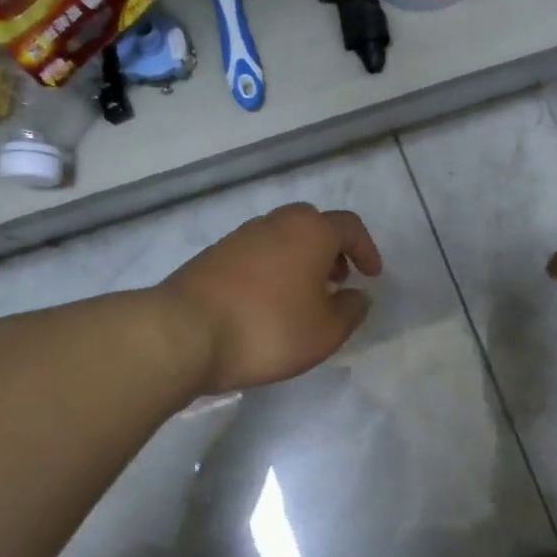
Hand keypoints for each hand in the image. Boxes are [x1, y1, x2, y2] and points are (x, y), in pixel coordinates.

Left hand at [160, 203, 383, 394]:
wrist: (184, 332)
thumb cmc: (268, 329)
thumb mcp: (325, 332)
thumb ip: (351, 311)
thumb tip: (359, 295)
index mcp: (310, 232)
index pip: (349, 226)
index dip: (366, 249)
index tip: (372, 275)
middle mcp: (275, 223)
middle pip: (312, 224)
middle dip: (330, 249)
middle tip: (336, 280)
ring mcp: (239, 237)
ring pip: (280, 238)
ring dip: (298, 259)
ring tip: (301, 297)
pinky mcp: (212, 256)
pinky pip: (255, 254)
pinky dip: (270, 269)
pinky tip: (266, 303)